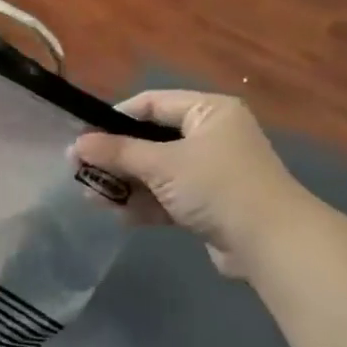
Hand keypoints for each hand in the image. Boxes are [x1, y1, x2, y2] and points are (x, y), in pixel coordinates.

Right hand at [72, 91, 302, 275]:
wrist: (270, 243)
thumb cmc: (216, 186)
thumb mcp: (162, 164)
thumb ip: (117, 153)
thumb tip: (76, 145)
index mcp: (209, 112)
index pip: (153, 103)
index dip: (115, 117)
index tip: (83, 135)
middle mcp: (211, 136)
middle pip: (151, 140)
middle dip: (116, 158)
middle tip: (80, 169)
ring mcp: (210, 172)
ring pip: (156, 172)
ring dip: (125, 184)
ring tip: (90, 195)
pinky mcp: (208, 204)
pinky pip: (168, 197)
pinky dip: (144, 204)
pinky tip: (117, 215)